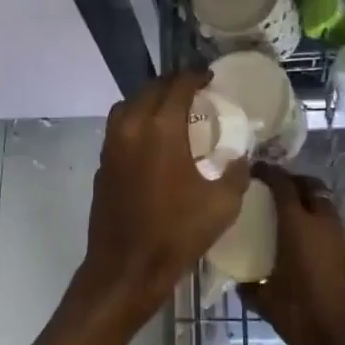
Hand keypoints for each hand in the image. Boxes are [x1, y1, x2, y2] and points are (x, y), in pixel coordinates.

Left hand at [75, 71, 251, 323]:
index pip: (178, 85)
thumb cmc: (177, 233)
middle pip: (151, 89)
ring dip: (151, 100)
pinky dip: (136, 121)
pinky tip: (152, 139)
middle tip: (194, 91)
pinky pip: (119, 127)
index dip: (196, 76)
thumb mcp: (223, 203)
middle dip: (173, 84)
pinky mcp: (102, 162)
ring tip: (172, 111)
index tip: (210, 78)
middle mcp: (131, 126)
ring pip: (129, 105)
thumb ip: (237, 171)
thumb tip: (242, 154)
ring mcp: (111, 144)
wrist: (126, 267)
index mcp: (161, 128)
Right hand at [240, 166, 344, 344]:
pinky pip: (328, 221)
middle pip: (309, 185)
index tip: (252, 169)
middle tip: (269, 189)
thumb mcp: (265, 301)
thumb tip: (237, 280)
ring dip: (305, 199)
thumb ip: (248, 285)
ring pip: (322, 201)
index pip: (283, 184)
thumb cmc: (302, 315)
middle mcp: (321, 222)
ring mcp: (339, 235)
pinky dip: (314, 218)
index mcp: (297, 225)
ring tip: (282, 212)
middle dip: (290, 180)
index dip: (267, 172)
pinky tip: (299, 238)